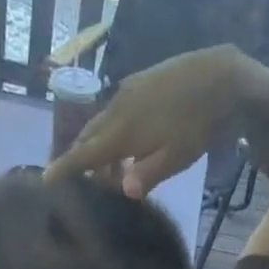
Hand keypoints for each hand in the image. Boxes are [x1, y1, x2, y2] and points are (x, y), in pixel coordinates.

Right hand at [45, 45, 247, 197]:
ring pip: (101, 124)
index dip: (64, 169)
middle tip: (81, 183)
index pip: (84, 154)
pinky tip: (127, 145)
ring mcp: (127, 92)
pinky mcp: (139, 82)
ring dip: (99, 147)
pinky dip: (111, 131)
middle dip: (80, 160)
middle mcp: (117, 109)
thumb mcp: (177, 158)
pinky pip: (114, 111)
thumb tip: (123, 191)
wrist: (222, 77)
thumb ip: (148, 174)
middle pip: (88, 138)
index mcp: (122, 131)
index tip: (46, 181)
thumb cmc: (200, 125)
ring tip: (109, 171)